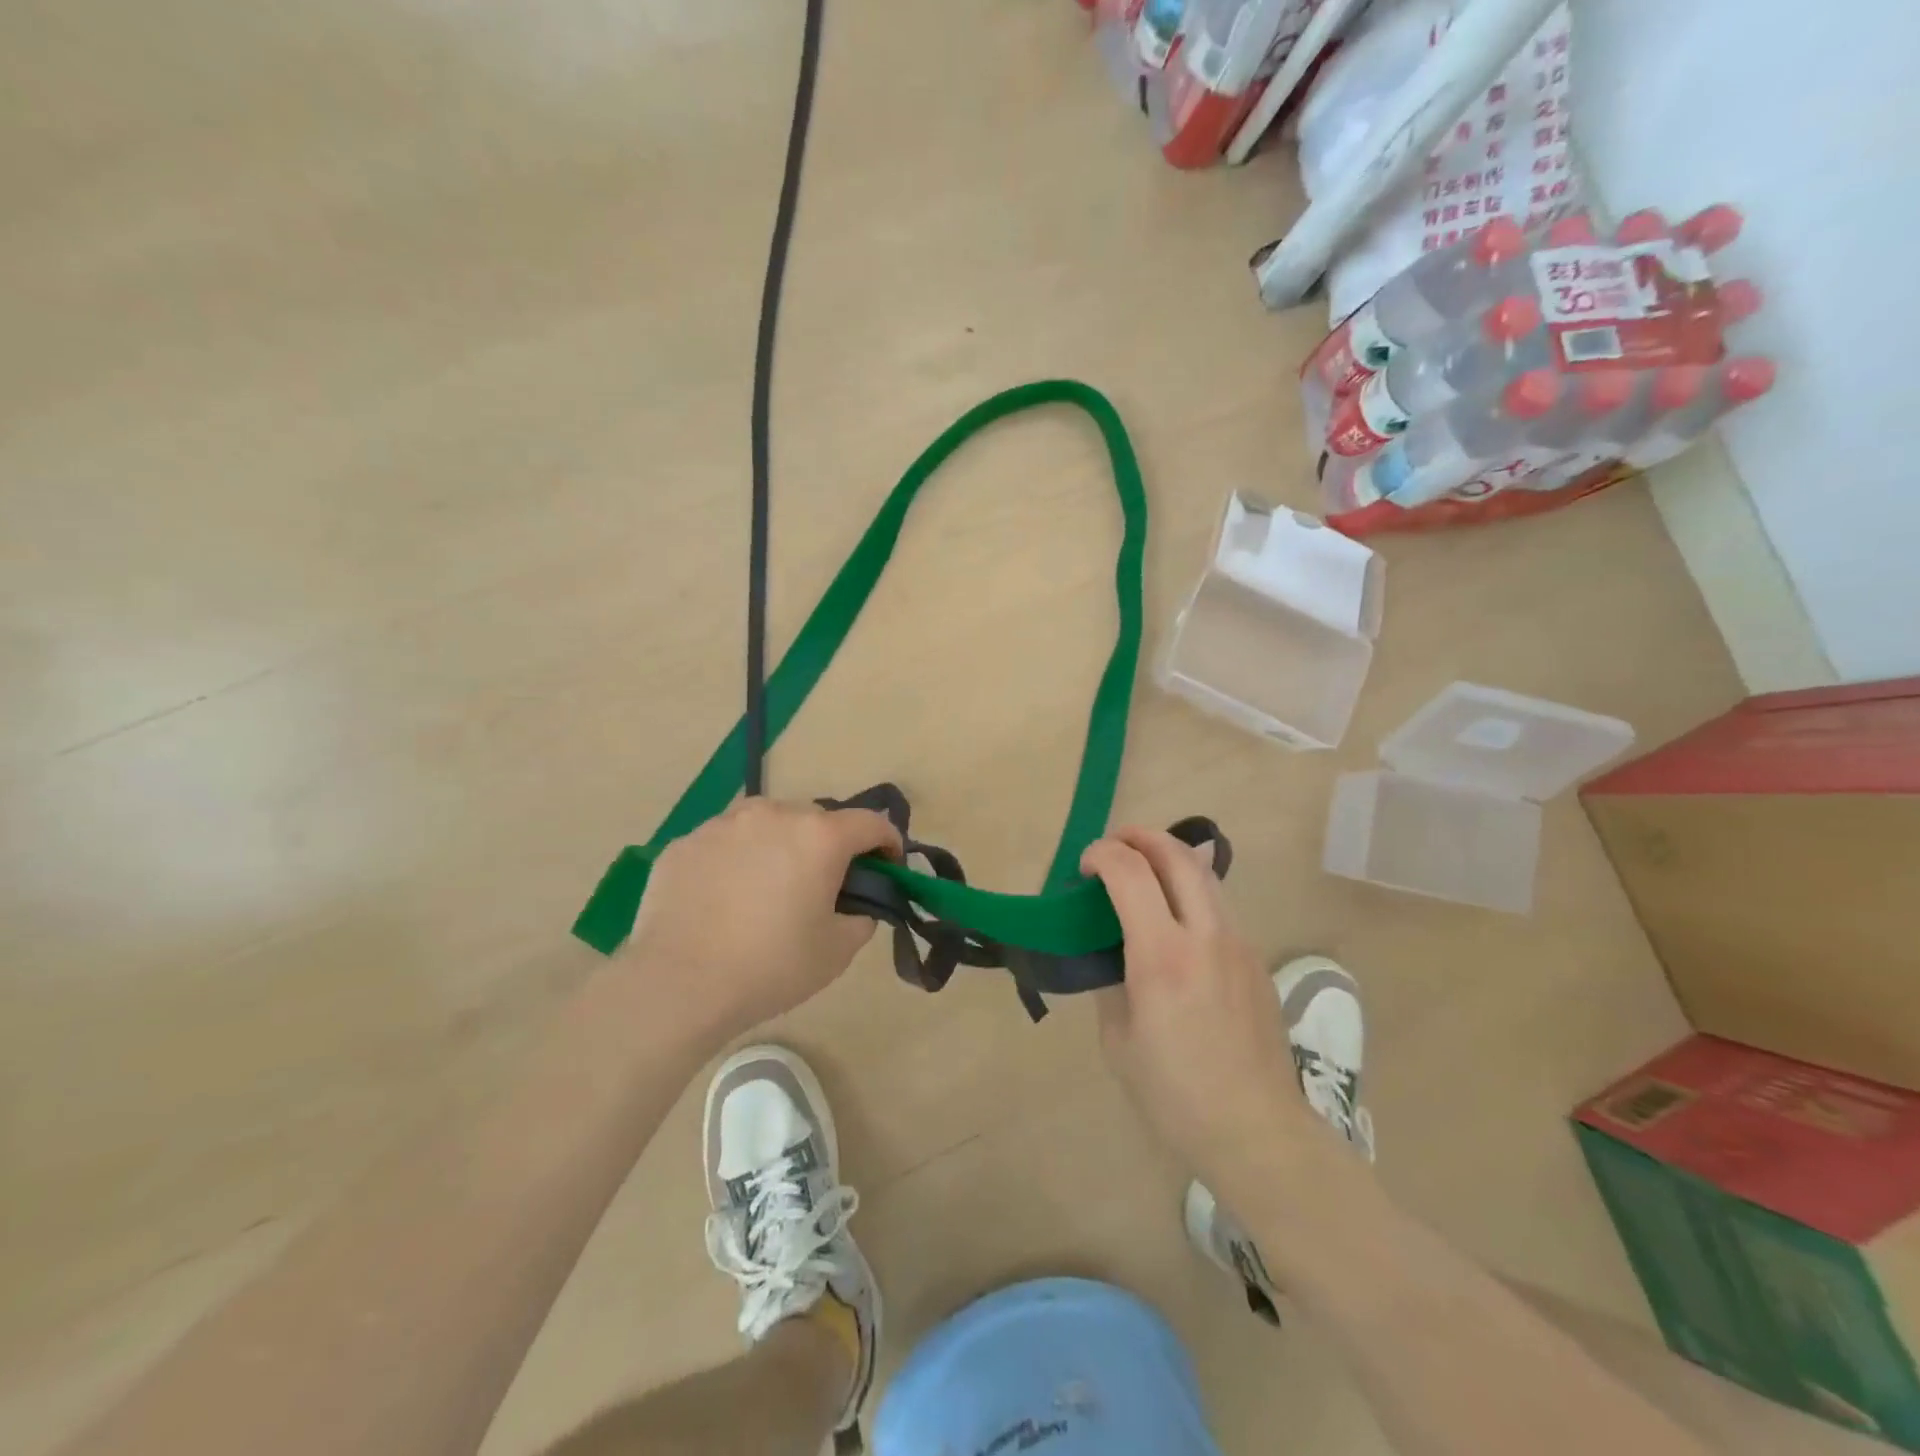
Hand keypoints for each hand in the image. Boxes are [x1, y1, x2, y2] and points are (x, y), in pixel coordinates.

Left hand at [626, 797, 901, 1043]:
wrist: (677, 984)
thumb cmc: (770, 966)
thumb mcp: (837, 952)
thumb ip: (860, 918)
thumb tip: (854, 906)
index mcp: (819, 836)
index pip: (871, 822)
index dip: (888, 842)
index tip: (887, 865)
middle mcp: (774, 814)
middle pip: (817, 819)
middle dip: (829, 846)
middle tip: (821, 885)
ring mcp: (724, 824)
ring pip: (767, 824)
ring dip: (780, 845)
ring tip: (767, 887)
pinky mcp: (686, 842)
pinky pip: (726, 842)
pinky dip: (736, 859)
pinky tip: (724, 898)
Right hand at [1082, 827, 1319, 1197]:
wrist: (1256, 1131)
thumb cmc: (1174, 1094)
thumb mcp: (1118, 1040)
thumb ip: (1111, 980)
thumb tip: (1110, 950)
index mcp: (1163, 957)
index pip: (1131, 873)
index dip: (1102, 854)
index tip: (1084, 866)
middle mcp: (1206, 936)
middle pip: (1177, 855)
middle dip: (1139, 836)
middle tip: (1113, 844)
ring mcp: (1239, 944)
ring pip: (1205, 874)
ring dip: (1169, 857)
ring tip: (1142, 870)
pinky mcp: (1256, 959)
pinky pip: (1219, 905)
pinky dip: (1190, 890)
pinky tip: (1174, 918)